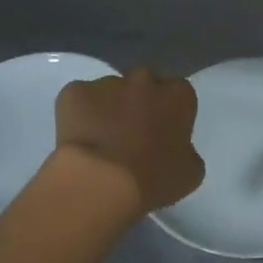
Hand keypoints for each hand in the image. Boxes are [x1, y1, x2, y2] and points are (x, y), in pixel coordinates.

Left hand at [55, 68, 203, 212]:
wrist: (101, 182)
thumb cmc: (153, 179)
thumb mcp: (189, 173)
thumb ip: (186, 151)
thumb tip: (177, 149)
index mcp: (178, 95)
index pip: (178, 95)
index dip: (169, 114)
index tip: (161, 135)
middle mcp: (145, 79)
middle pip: (144, 86)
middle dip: (139, 104)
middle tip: (130, 136)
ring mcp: (107, 83)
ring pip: (109, 92)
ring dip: (108, 109)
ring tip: (100, 143)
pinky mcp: (74, 92)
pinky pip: (77, 100)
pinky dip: (77, 115)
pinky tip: (78, 140)